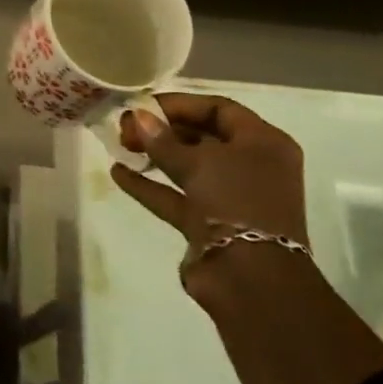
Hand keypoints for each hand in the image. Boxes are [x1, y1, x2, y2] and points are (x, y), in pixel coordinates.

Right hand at [112, 94, 311, 313]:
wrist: (251, 279)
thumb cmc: (236, 201)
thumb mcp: (198, 162)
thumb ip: (163, 139)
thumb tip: (138, 117)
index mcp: (263, 143)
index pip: (220, 109)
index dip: (180, 104)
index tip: (144, 104)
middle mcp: (251, 167)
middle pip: (202, 136)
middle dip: (162, 129)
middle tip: (126, 125)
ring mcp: (231, 197)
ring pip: (188, 167)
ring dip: (154, 154)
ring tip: (119, 144)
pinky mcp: (210, 224)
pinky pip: (176, 196)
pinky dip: (150, 185)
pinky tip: (118, 173)